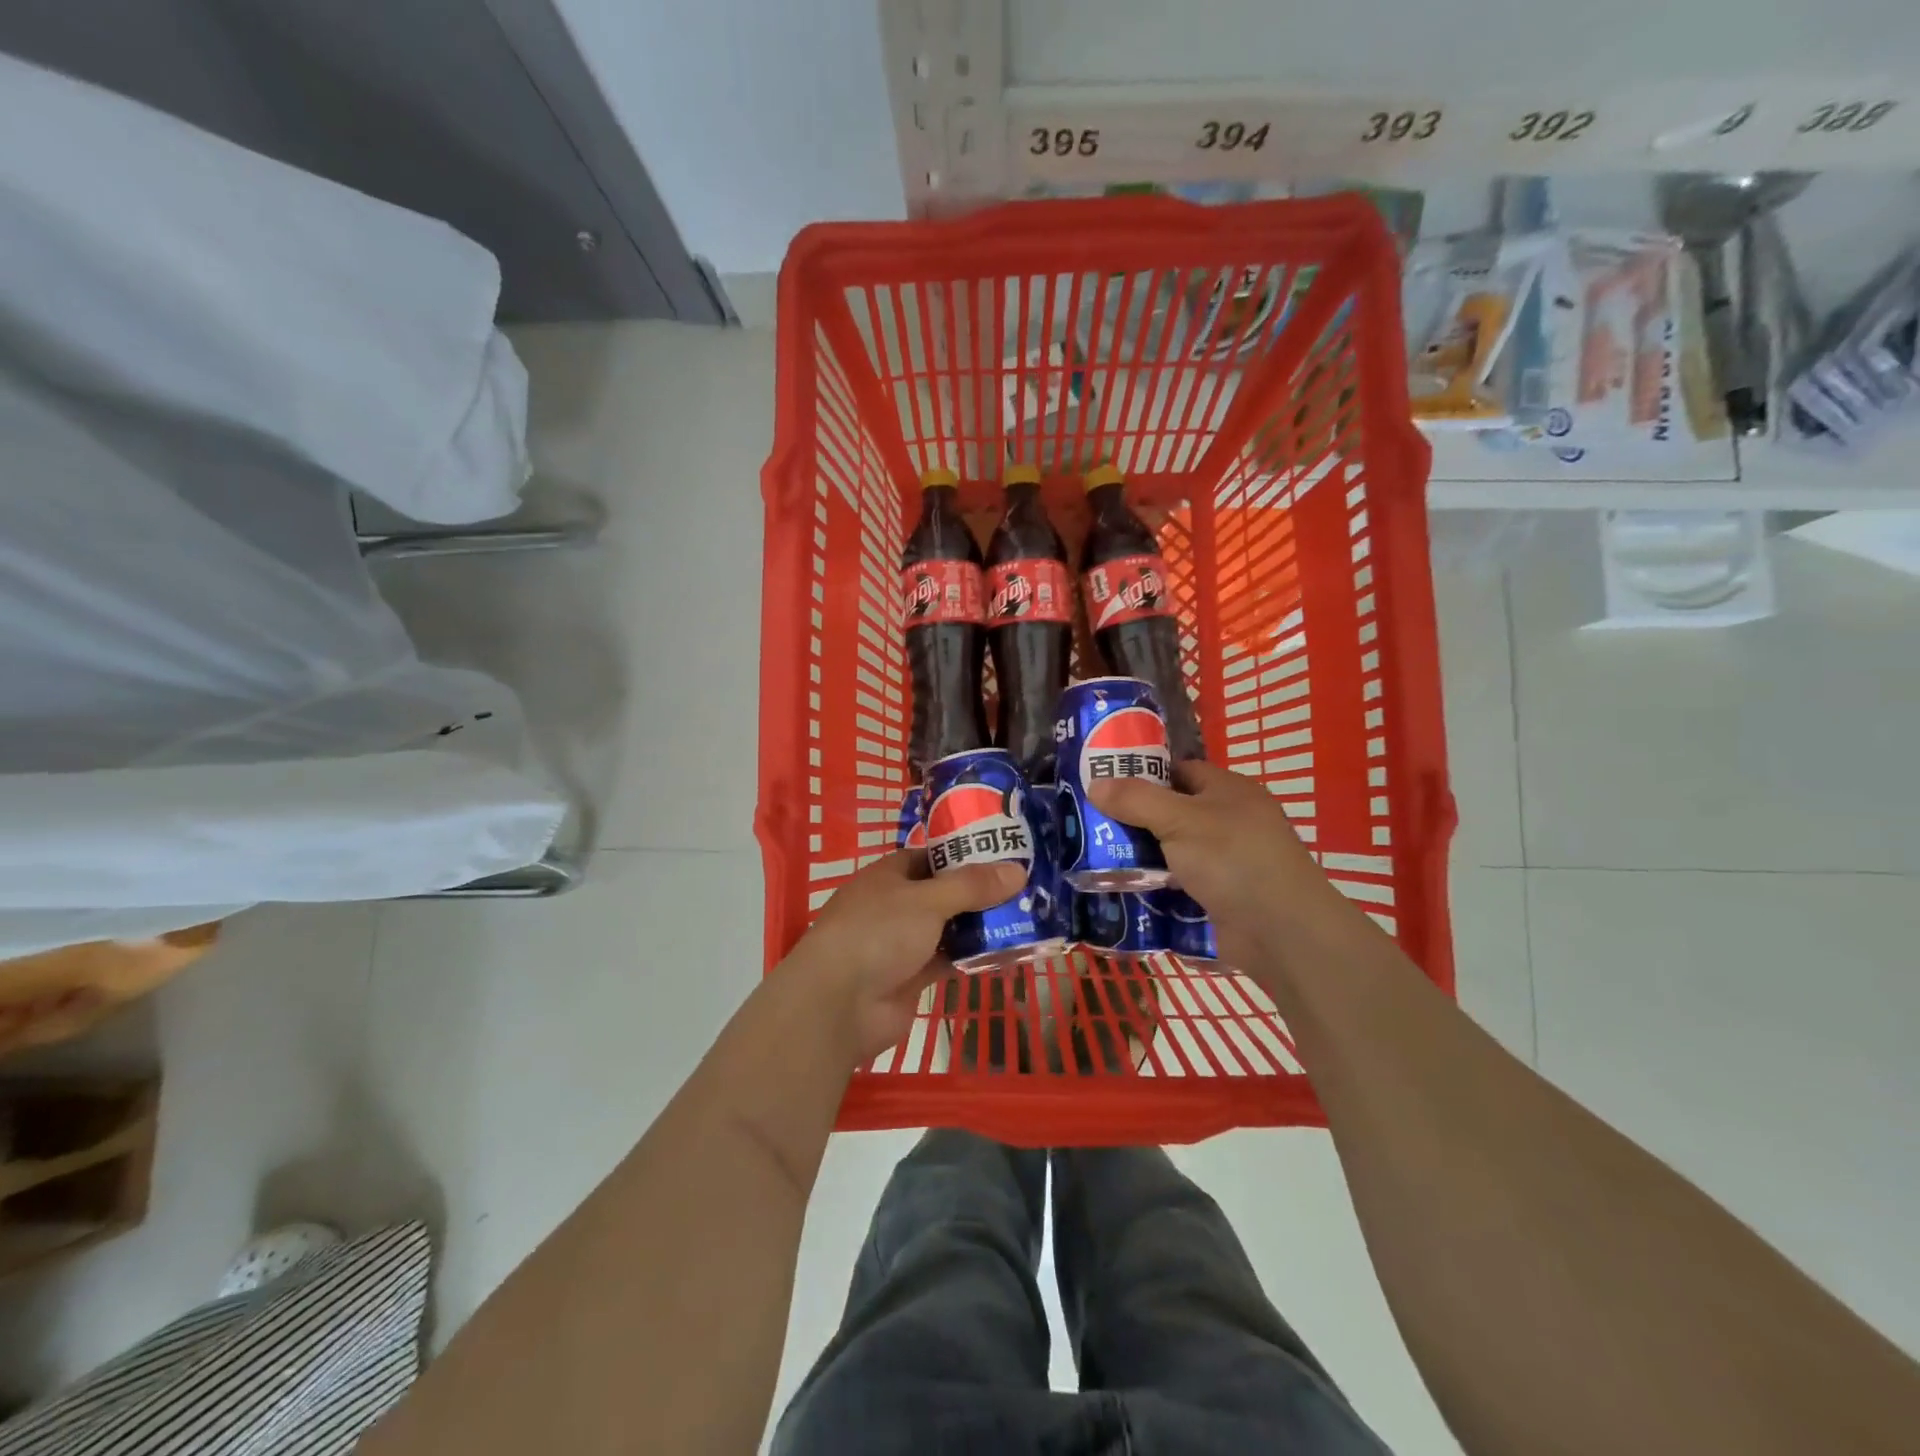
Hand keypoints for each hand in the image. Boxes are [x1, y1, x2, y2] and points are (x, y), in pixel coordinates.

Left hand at [782, 851, 1023, 1061]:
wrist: (839, 1004)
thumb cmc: (878, 933)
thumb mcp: (928, 900)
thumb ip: (972, 886)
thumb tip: (1017, 871)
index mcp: (890, 875)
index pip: (932, 857)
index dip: (965, 855)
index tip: (1005, 855)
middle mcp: (895, 905)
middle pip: (944, 893)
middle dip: (980, 893)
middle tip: (1026, 888)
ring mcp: (902, 943)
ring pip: (948, 928)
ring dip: (979, 926)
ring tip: (1026, 917)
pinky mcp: (911, 977)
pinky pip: (948, 960)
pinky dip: (972, 956)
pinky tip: (1006, 952)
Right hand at [1089, 760, 1351, 972]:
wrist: (1282, 932)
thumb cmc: (1233, 859)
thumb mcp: (1179, 820)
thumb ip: (1136, 800)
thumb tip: (1095, 784)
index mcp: (1228, 790)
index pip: (1179, 770)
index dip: (1142, 773)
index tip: (1103, 783)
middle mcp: (1230, 821)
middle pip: (1172, 812)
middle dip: (1134, 819)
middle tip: (1090, 822)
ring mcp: (1227, 861)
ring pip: (1173, 850)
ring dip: (1141, 856)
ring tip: (1094, 856)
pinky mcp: (1221, 896)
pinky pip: (1179, 883)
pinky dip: (1155, 886)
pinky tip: (1123, 889)